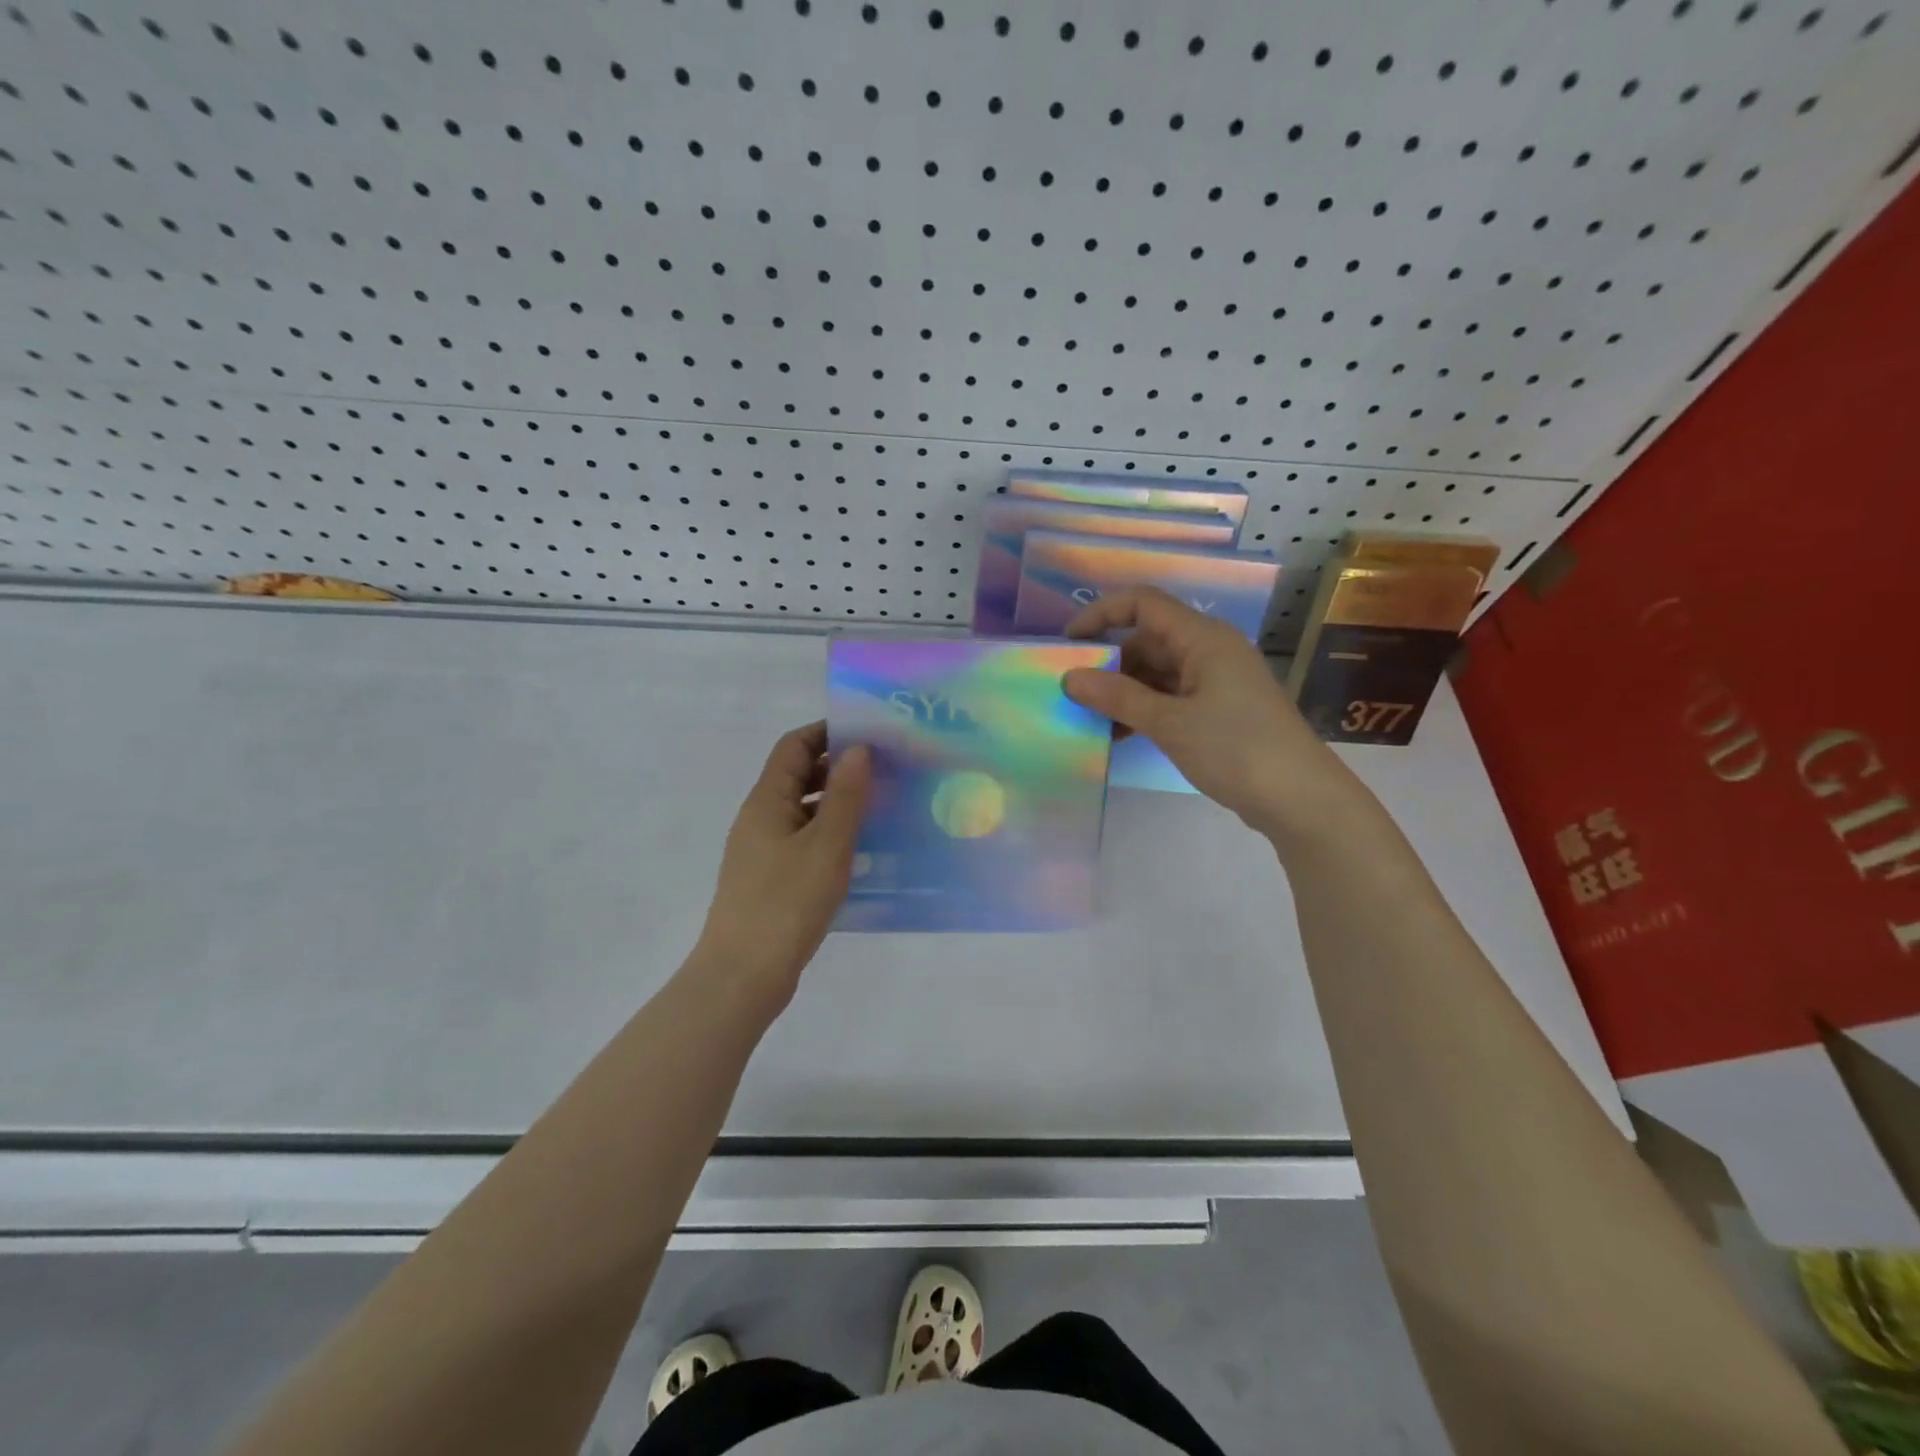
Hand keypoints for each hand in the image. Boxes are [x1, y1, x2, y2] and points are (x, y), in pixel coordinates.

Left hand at [694, 723, 869, 1013]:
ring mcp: (763, 851)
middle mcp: (760, 819)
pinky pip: (804, 842)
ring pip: (804, 811)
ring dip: (838, 804)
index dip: (827, 732)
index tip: (869, 734)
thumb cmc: (786, 902)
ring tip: (883, 808)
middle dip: (839, 768)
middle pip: (798, 776)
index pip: (794, 746)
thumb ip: (845, 795)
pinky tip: (861, 852)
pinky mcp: (771, 880)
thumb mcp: (826, 845)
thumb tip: (857, 748)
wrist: (743, 975)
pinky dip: (830, 836)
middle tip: (885, 771)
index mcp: (767, 801)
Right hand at [1061, 586, 1353, 840]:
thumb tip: (1070, 678)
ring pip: (1157, 672)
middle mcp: (1210, 650)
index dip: (1101, 614)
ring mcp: (1216, 681)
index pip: (1143, 604)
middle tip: (1073, 693)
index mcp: (1203, 638)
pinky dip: (1144, 710)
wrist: (1300, 799)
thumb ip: (1118, 697)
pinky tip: (1120, 736)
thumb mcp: (1169, 723)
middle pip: (1147, 640)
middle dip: (1109, 662)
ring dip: (1124, 692)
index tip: (1068, 644)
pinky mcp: (1219, 710)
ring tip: (1091, 720)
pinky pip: (1171, 697)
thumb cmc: (1235, 749)